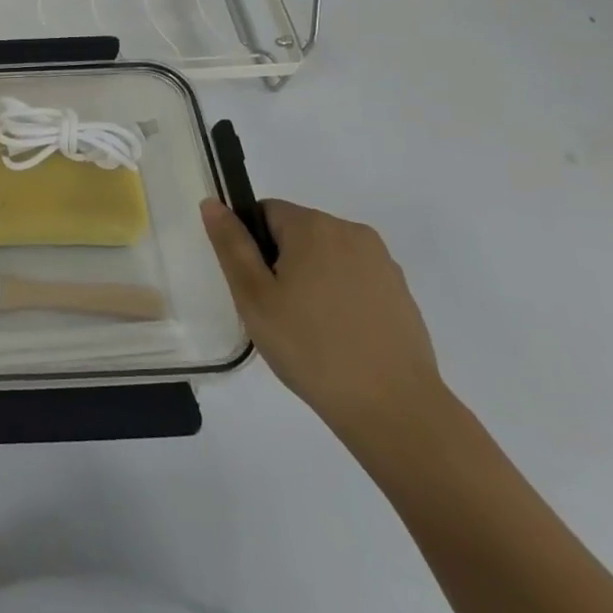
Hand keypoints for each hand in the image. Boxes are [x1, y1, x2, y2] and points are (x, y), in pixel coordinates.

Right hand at [202, 198, 445, 448]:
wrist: (394, 408)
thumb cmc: (310, 347)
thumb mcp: (254, 296)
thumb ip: (231, 244)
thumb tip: (212, 203)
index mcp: (313, 226)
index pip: (264, 212)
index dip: (251, 246)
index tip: (255, 287)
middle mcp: (352, 232)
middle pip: (297, 232)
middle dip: (280, 262)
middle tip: (275, 311)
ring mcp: (382, 263)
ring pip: (326, 257)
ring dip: (310, 279)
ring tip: (307, 328)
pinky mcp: (401, 293)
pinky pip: (354, 279)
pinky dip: (339, 297)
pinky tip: (338, 337)